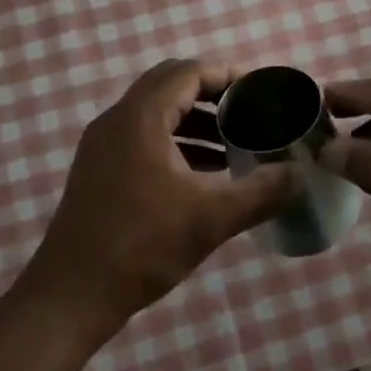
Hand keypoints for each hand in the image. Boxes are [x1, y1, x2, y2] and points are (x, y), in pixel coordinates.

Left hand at [21, 60, 293, 335]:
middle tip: (250, 111)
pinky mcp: (100, 170)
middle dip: (213, 94)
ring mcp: (103, 146)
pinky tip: (205, 173)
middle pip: (170, 85)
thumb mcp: (211, 218)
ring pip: (157, 113)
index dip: (227, 74)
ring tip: (236, 143)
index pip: (188, 72)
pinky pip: (144, 137)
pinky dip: (177, 142)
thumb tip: (300, 174)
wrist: (70, 297)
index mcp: (140, 118)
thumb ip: (261, 192)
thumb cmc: (141, 247)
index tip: (261, 89)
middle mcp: (117, 121)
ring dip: (196, 120)